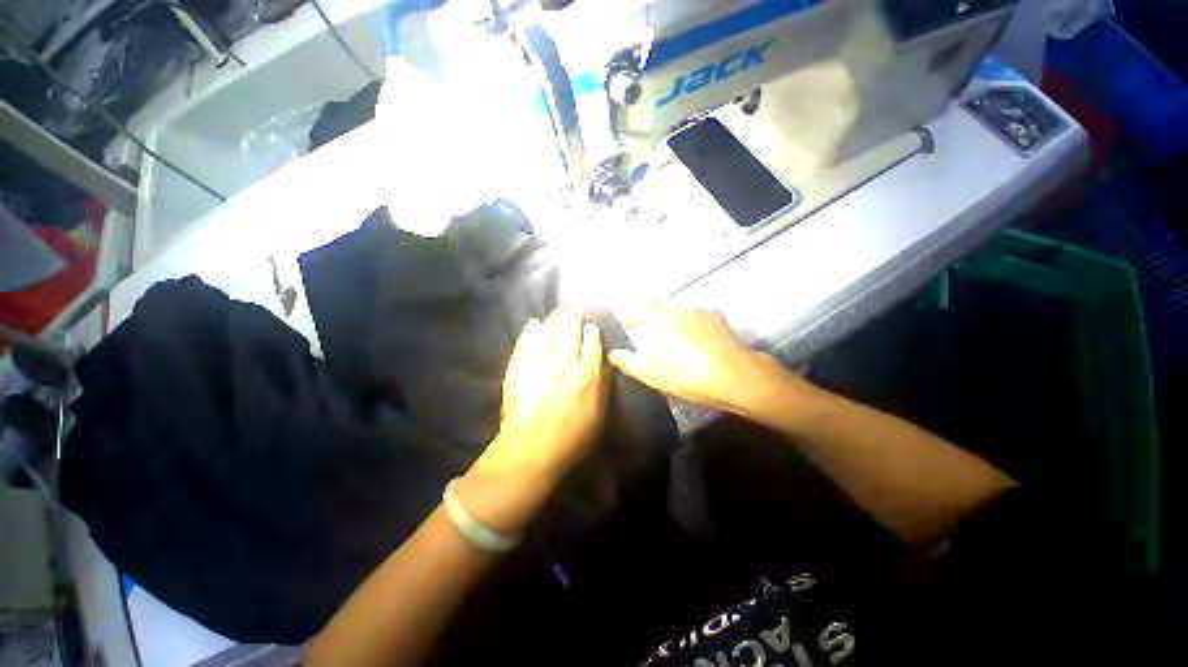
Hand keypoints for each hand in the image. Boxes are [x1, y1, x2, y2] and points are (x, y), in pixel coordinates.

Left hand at [460, 309, 607, 533]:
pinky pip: (526, 343)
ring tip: (555, 313)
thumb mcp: (599, 417)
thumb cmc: (571, 439)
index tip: (589, 326)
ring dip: (553, 321)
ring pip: (549, 333)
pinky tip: (533, 325)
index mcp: (588, 374)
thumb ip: (603, 388)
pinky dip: (530, 332)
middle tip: (572, 311)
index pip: (592, 344)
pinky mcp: (520, 367)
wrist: (532, 449)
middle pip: (570, 332)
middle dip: (572, 319)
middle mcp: (566, 363)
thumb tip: (603, 367)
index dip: (591, 332)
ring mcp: (541, 363)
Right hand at [607, 304, 788, 414]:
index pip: (637, 309)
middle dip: (648, 312)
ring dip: (669, 315)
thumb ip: (629, 362)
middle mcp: (678, 308)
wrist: (736, 376)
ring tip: (670, 331)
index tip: (627, 325)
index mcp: (659, 319)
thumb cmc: (688, 375)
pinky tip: (695, 333)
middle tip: (646, 327)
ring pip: (677, 307)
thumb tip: (613, 354)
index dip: (630, 316)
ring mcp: (700, 310)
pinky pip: (696, 313)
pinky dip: (689, 319)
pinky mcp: (718, 317)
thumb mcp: (653, 374)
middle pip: (657, 303)